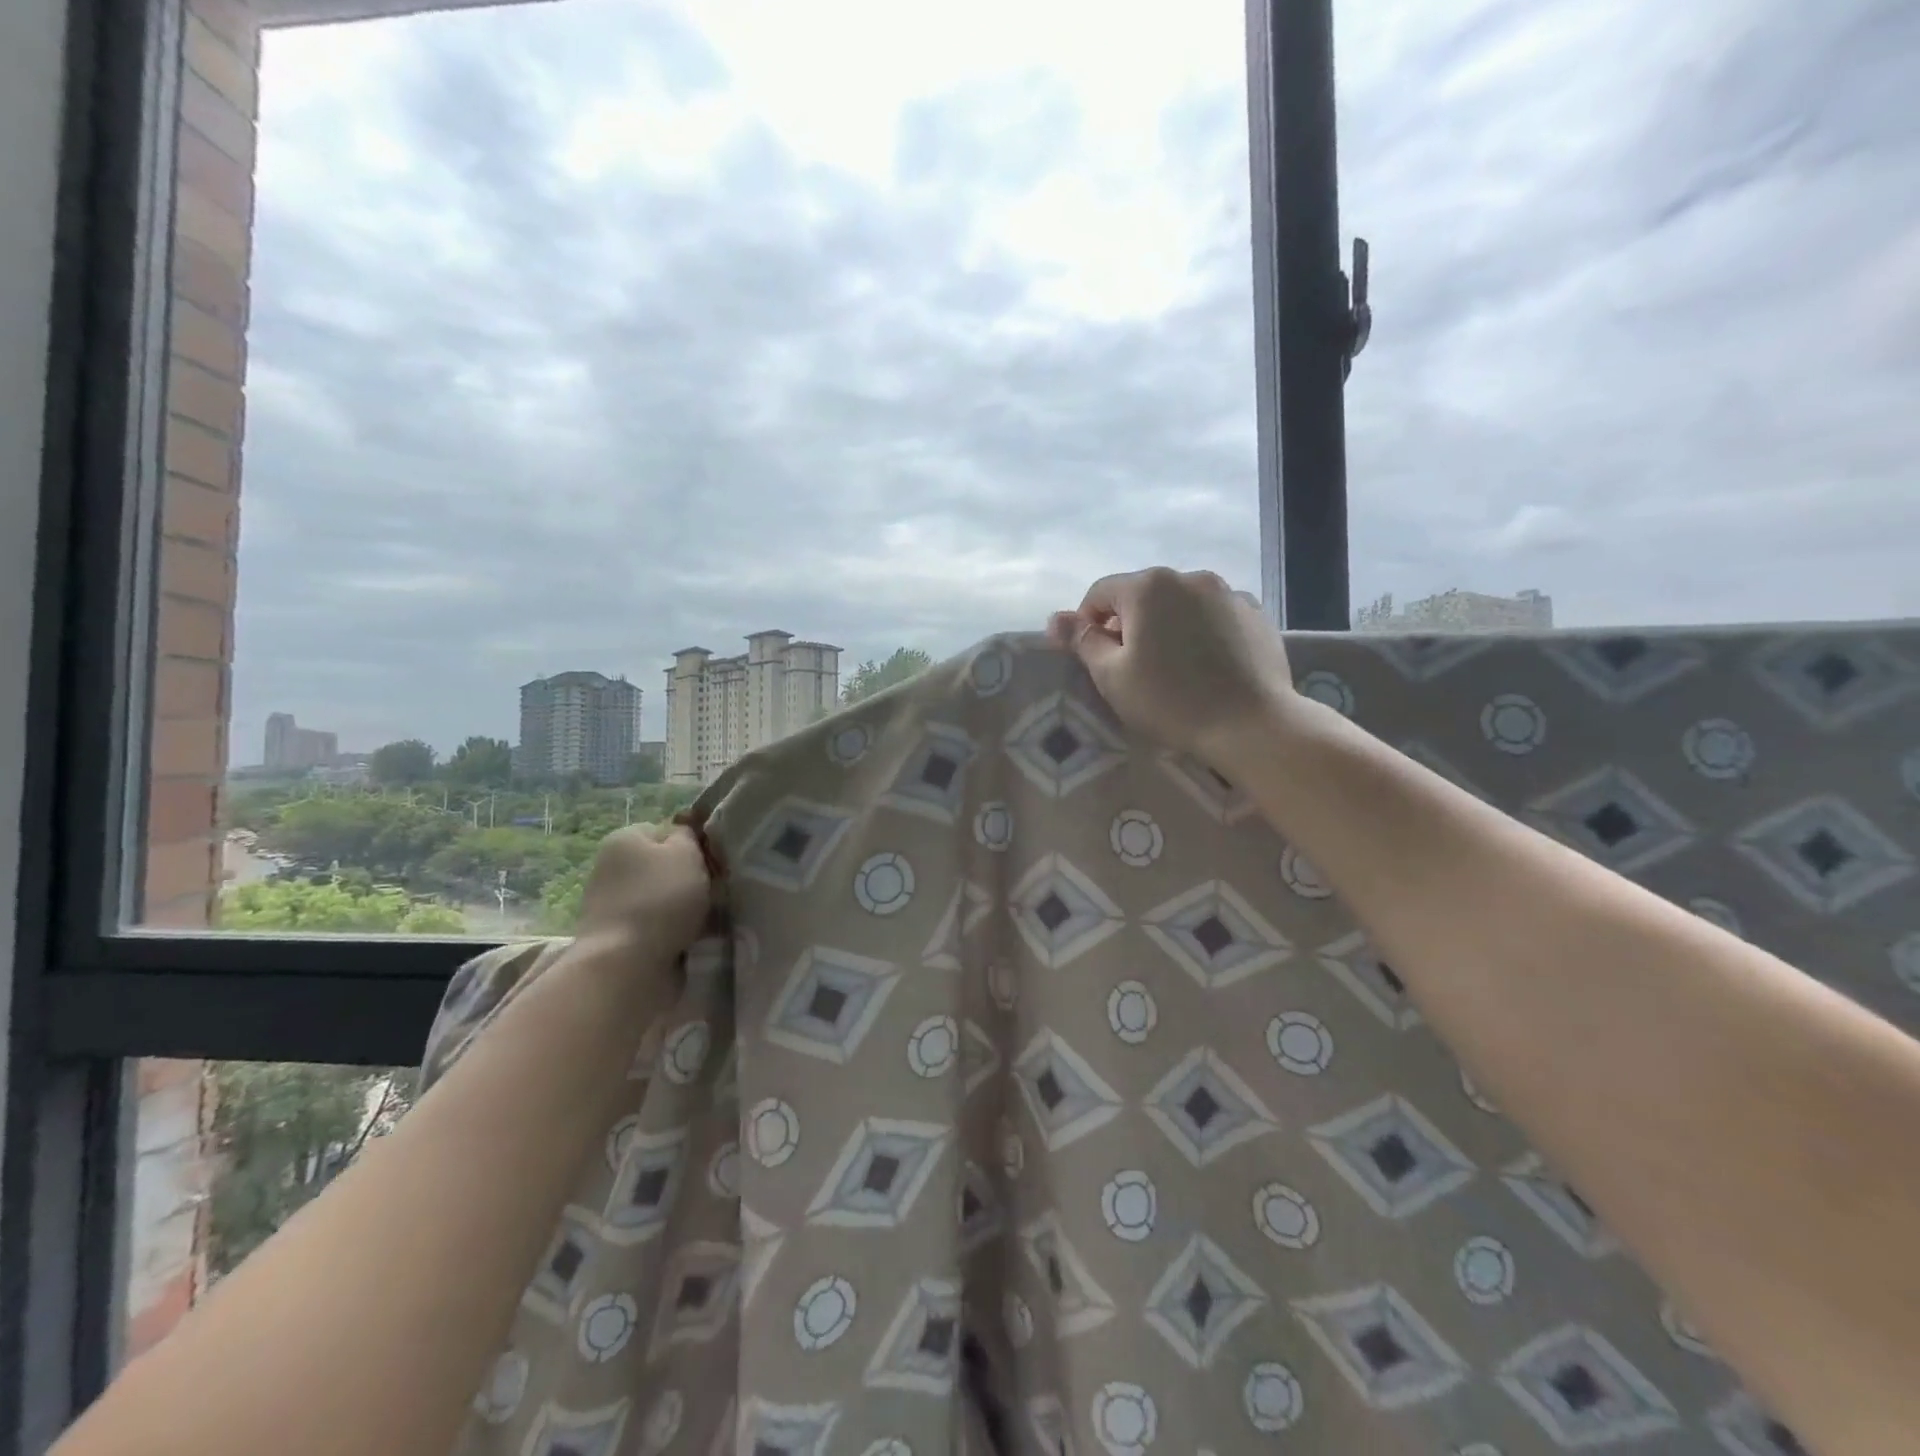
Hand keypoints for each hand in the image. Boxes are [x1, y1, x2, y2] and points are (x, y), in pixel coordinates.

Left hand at [575, 824, 713, 958]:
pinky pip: (654, 926)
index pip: (666, 831)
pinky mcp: (616, 937)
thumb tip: (684, 834)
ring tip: (704, 921)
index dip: (692, 844)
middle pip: (663, 866)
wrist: (626, 966)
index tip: (712, 862)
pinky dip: (671, 931)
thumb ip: (689, 835)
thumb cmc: (661, 899)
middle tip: (712, 892)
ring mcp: (610, 904)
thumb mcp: (686, 853)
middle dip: (688, 879)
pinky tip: (688, 940)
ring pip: (661, 898)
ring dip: (682, 908)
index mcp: (624, 839)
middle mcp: (611, 867)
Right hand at [1047, 568, 1298, 760]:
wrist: (1251, 724)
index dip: (1087, 624)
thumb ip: (1082, 641)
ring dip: (1166, 626)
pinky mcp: (1255, 614)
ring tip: (1172, 666)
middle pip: (1142, 595)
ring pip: (1180, 604)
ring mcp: (1228, 592)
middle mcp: (1189, 577)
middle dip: (1129, 624)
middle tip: (1131, 668)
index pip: (1100, 593)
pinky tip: (1206, 665)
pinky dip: (1201, 631)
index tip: (1094, 659)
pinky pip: (1213, 615)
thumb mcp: (1112, 676)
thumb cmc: (1170, 701)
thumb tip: (1055, 619)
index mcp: (1148, 586)